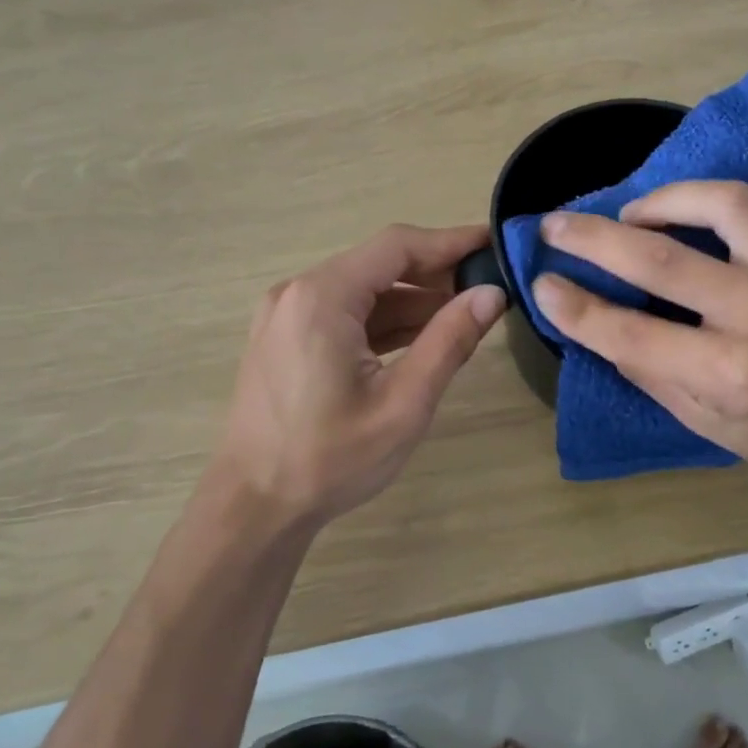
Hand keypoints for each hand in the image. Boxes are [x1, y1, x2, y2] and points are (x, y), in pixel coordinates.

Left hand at [213, 224, 507, 531]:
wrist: (254, 506)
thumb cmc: (329, 459)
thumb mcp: (403, 404)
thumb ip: (449, 342)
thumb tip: (492, 294)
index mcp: (322, 297)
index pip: (397, 246)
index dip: (450, 241)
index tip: (494, 243)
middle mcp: (298, 292)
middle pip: (379, 264)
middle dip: (435, 273)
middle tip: (487, 287)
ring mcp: (286, 315)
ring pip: (362, 290)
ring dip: (412, 300)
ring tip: (464, 314)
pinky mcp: (285, 338)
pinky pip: (344, 313)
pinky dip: (384, 321)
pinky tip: (422, 337)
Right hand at [530, 182, 747, 500]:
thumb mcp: (710, 428)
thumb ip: (652, 373)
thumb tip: (598, 325)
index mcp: (735, 375)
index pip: (632, 332)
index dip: (577, 308)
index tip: (541, 284)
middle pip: (661, 259)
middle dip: (594, 238)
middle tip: (556, 224)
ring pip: (722, 203)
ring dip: (664, 200)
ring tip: (634, 213)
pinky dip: (725, 205)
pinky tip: (705, 222)